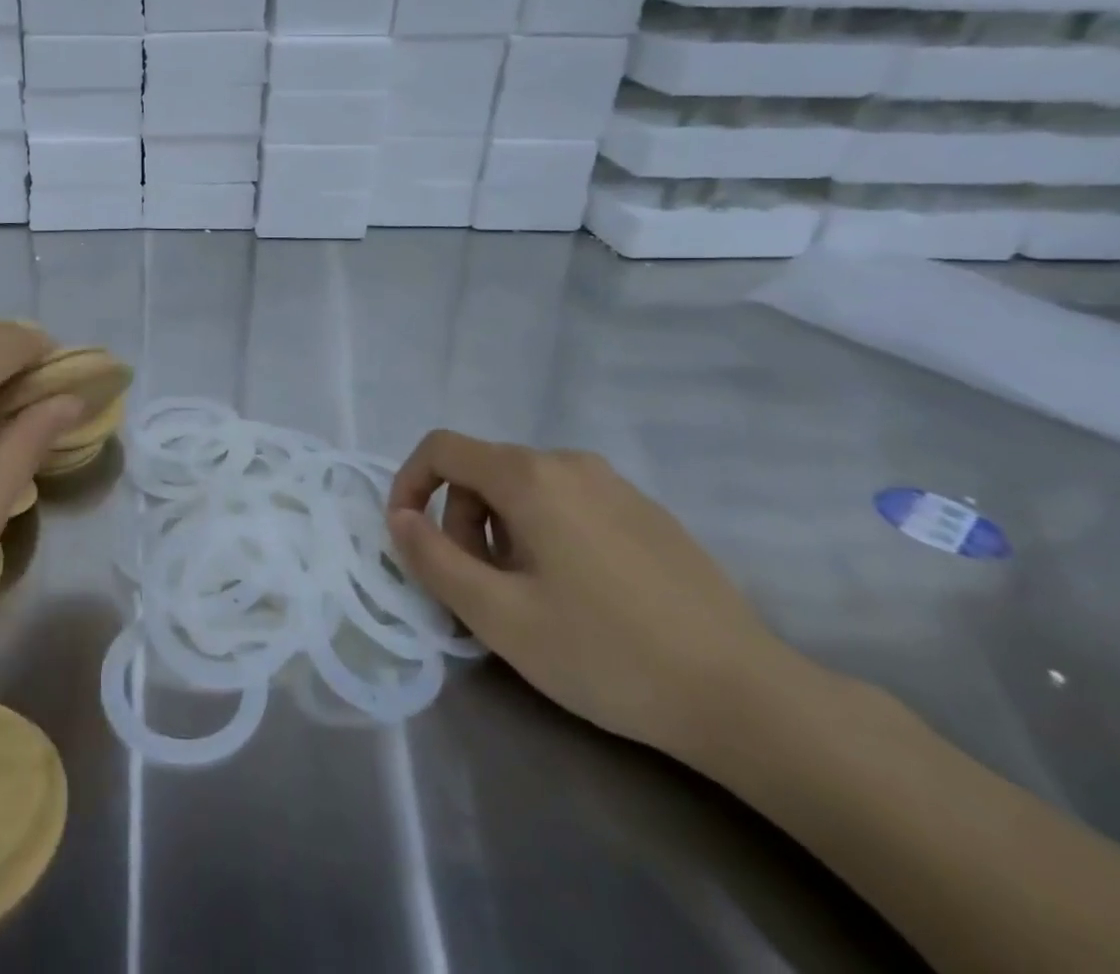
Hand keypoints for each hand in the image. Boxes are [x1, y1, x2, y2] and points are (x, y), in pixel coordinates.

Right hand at [387, 432, 794, 760]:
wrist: (745, 696)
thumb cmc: (606, 653)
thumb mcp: (498, 616)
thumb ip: (432, 559)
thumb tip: (399, 518)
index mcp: (529, 476)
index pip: (441, 448)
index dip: (409, 484)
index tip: (407, 537)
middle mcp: (569, 463)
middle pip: (483, 472)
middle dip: (461, 524)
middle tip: (479, 591)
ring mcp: (615, 485)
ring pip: (525, 491)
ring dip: (501, 534)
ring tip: (528, 600)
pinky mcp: (646, 513)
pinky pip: (569, 505)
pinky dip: (544, 536)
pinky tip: (578, 598)